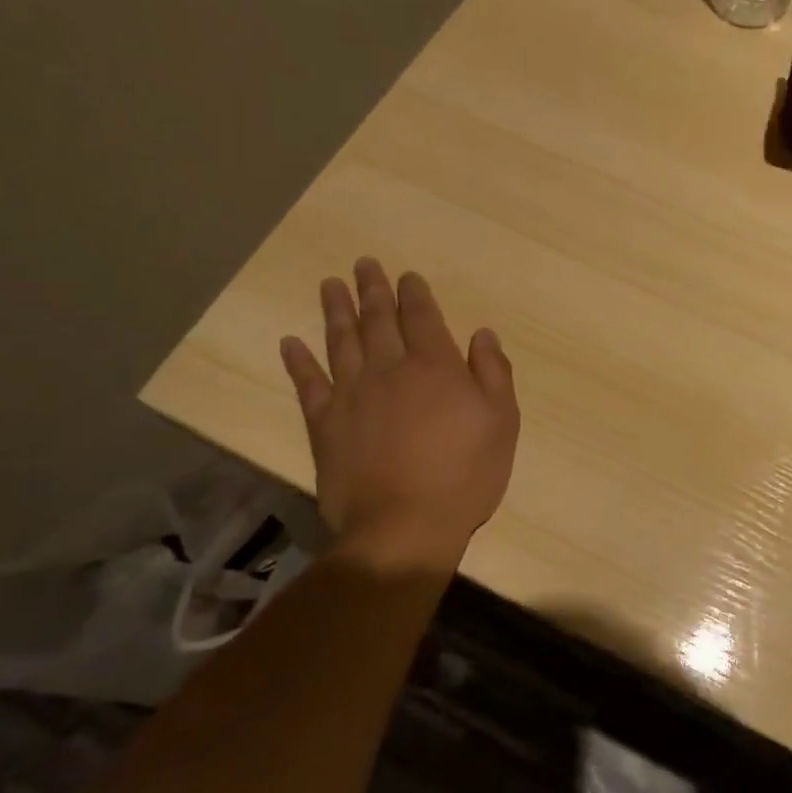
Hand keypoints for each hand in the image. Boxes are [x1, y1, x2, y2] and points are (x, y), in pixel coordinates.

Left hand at [280, 258, 519, 571]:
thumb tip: (481, 333)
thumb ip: (493, 373)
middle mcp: (389, 369)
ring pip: (341, 341)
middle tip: (364, 264)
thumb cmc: (464, 475)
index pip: (422, 317)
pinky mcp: (324, 425)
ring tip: (331, 285)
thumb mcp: (501, 422)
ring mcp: (352, 395)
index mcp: (434, 366)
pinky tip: (290, 342)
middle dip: (373, 289)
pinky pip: (308, 384)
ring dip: (336, 310)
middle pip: (378, 319)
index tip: (407, 276)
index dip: (414, 293)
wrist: (404, 528)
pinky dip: (298, 361)